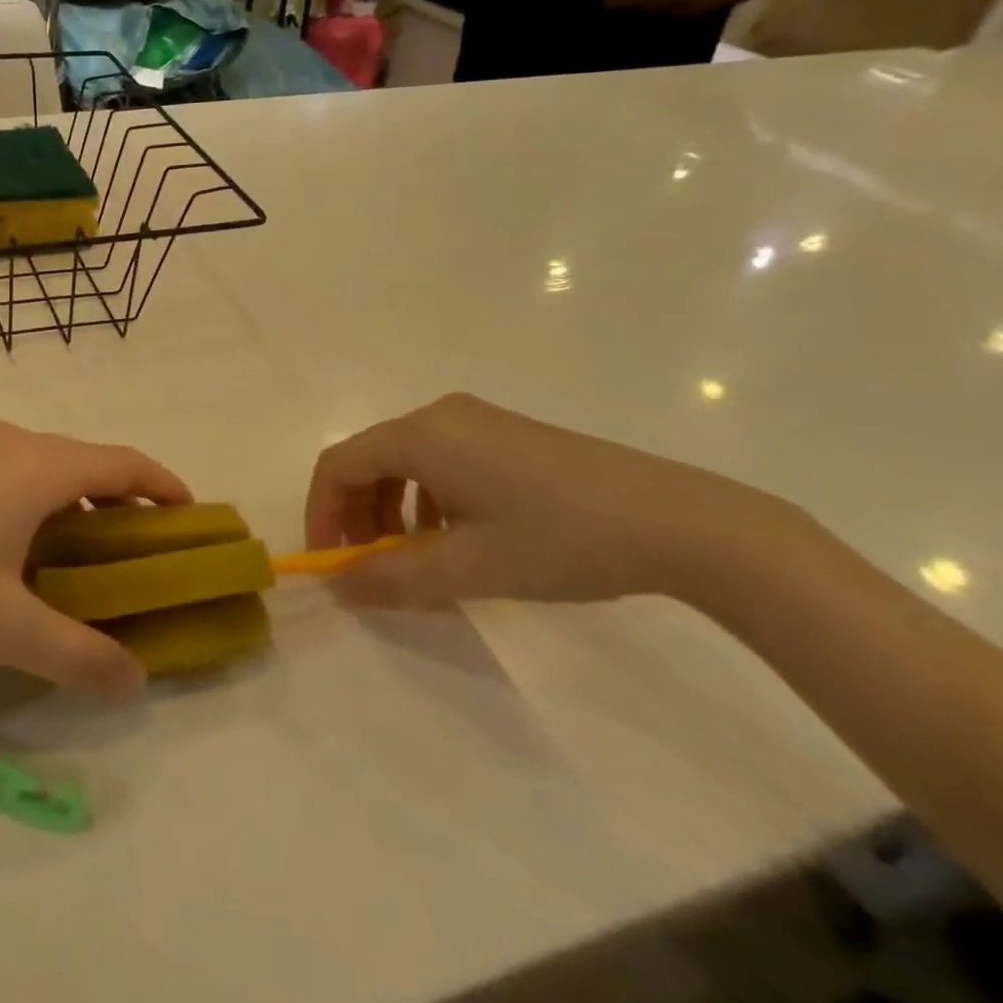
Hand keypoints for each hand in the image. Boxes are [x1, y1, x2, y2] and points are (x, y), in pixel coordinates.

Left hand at [0, 422, 187, 696]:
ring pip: (45, 466)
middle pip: (87, 460)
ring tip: (82, 553)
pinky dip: (37, 499)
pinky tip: (16, 547)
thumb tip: (133, 682)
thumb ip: (75, 655)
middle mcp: (10, 442)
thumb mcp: (2, 627)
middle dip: (123, 500)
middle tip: (138, 551)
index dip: (165, 484)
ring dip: (76, 500)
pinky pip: (10, 471)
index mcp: (37, 466)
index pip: (124, 462)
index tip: (189, 516)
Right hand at [305, 394, 825, 612]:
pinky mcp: (507, 435)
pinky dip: (426, 499)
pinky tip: (457, 538)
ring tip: (414, 560)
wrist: (680, 522)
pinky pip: (441, 460)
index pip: (339, 464)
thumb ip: (392, 578)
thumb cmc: (561, 540)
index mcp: (422, 436)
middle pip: (369, 459)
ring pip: (405, 462)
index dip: (322, 513)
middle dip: (356, 514)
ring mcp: (477, 421)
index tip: (331, 563)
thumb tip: (338, 586)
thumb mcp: (469, 568)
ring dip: (390, 510)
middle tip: (368, 567)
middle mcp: (441, 416)